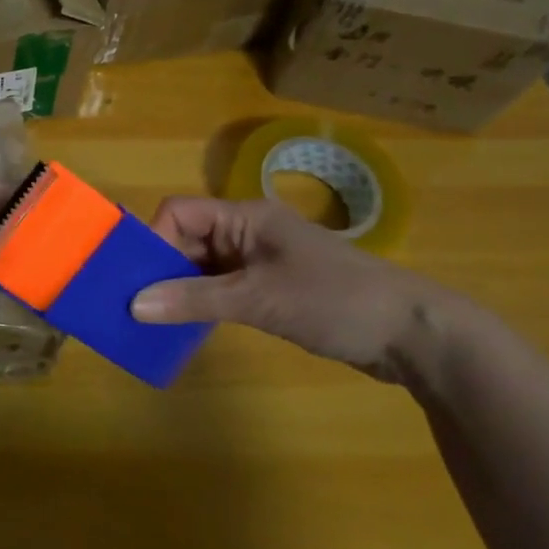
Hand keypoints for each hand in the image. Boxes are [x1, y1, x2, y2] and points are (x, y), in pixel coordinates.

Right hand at [131, 198, 479, 381]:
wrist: (414, 335)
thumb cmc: (335, 301)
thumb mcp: (259, 300)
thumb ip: (194, 299)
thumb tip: (134, 304)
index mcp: (245, 217)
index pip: (180, 213)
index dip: (154, 239)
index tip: (138, 279)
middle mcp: (248, 232)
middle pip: (187, 238)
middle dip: (161, 268)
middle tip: (135, 304)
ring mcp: (261, 261)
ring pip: (202, 265)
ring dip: (180, 288)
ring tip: (153, 320)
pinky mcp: (272, 288)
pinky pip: (222, 287)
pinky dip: (202, 303)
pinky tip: (187, 326)